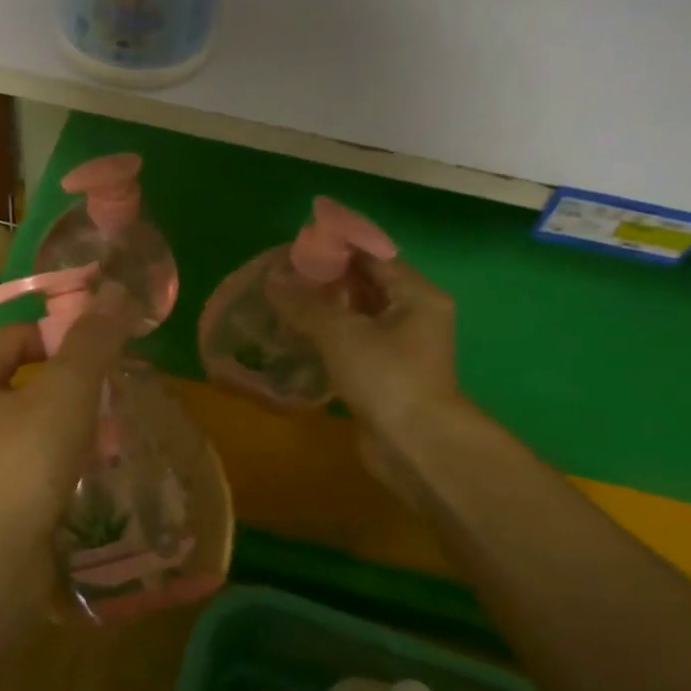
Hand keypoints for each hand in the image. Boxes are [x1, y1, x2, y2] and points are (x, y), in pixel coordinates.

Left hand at [0, 285, 132, 581]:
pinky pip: (34, 475)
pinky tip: (94, 480)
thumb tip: (116, 293)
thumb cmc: (20, 462)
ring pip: (32, 434)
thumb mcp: (64, 391)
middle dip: (72, 387)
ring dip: (71, 431)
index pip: (14, 338)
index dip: (58, 335)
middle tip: (116, 395)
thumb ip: (92, 343)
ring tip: (114, 437)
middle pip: (24, 386)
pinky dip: (63, 471)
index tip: (102, 350)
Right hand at [265, 256, 478, 501]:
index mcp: (417, 296)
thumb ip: (305, 305)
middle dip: (328, 279)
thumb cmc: (386, 376)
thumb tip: (273, 280)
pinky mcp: (384, 375)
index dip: (338, 248)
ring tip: (284, 301)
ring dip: (325, 310)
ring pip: (358, 317)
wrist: (414, 445)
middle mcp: (414, 316)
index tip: (299, 245)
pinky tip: (297, 337)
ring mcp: (401, 348)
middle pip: (367, 286)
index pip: (375, 257)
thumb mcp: (341, 333)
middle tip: (285, 274)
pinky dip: (328, 338)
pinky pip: (353, 344)